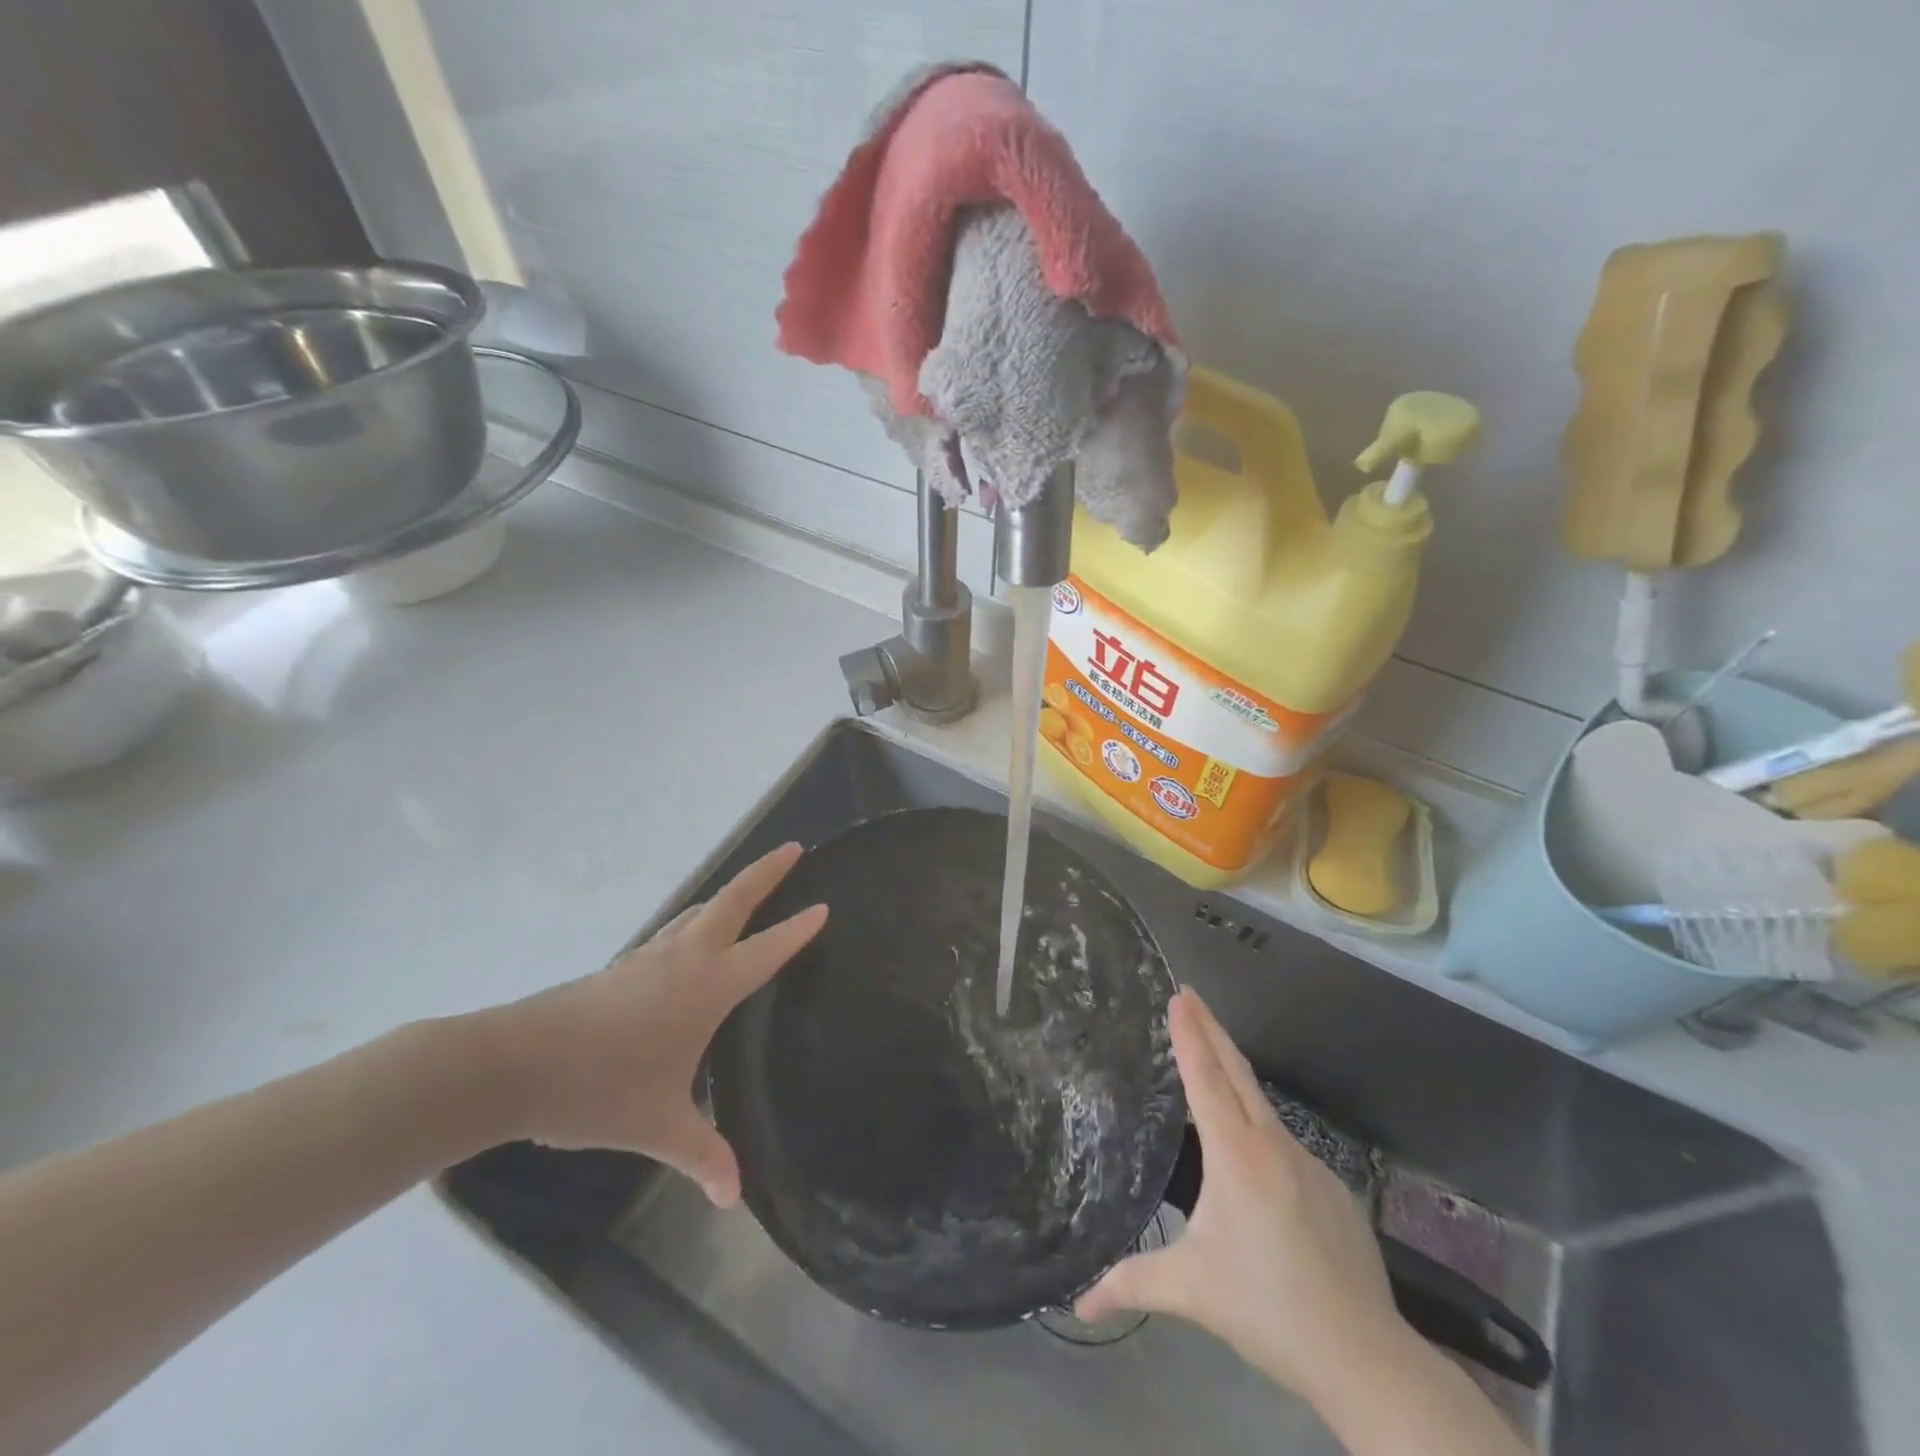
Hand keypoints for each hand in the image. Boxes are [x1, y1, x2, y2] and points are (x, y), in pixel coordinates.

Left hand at [481, 843, 825, 1206]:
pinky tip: (691, 938)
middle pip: (732, 901)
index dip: (797, 930)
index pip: (765, 951)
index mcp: (705, 988)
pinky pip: (674, 929)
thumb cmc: (598, 1088)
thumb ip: (702, 1155)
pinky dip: (697, 918)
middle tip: (793, 849)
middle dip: (766, 873)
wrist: (513, 1064)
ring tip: (750, 889)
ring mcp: (649, 957)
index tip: (825, 906)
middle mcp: (683, 960)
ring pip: (699, 910)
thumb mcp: (657, 1125)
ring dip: (730, 893)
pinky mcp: (623, 966)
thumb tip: (734, 1200)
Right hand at [1076, 988, 1411, 1399]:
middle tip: (1190, 995)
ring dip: (1234, 1076)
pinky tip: (1254, 1156)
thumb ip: (1132, 1284)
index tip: (1180, 995)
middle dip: (1211, 1028)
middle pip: (1237, 1072)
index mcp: (1236, 1156)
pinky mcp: (1333, 1188)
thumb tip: (1079, 1305)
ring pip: (1263, 1107)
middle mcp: (1274, 1145)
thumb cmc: (1267, 1310)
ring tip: (1211, 1064)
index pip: (1206, 1078)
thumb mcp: (1191, 1290)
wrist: (1366, 1358)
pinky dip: (1261, 1128)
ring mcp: (1310, 1163)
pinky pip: (1286, 1144)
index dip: (1190, 1033)